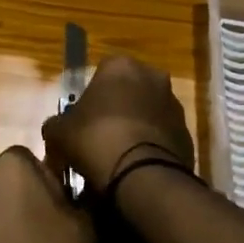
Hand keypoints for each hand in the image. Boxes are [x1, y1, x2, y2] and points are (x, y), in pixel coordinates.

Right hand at [42, 55, 194, 194]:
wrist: (142, 176)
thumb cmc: (96, 139)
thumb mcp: (59, 132)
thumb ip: (56, 124)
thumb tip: (56, 128)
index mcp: (121, 66)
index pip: (101, 73)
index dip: (90, 97)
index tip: (82, 120)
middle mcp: (153, 77)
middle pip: (128, 91)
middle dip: (117, 109)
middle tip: (99, 136)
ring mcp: (175, 105)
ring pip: (148, 113)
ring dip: (136, 127)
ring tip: (118, 157)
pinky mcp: (187, 134)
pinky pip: (162, 137)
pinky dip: (151, 147)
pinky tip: (136, 167)